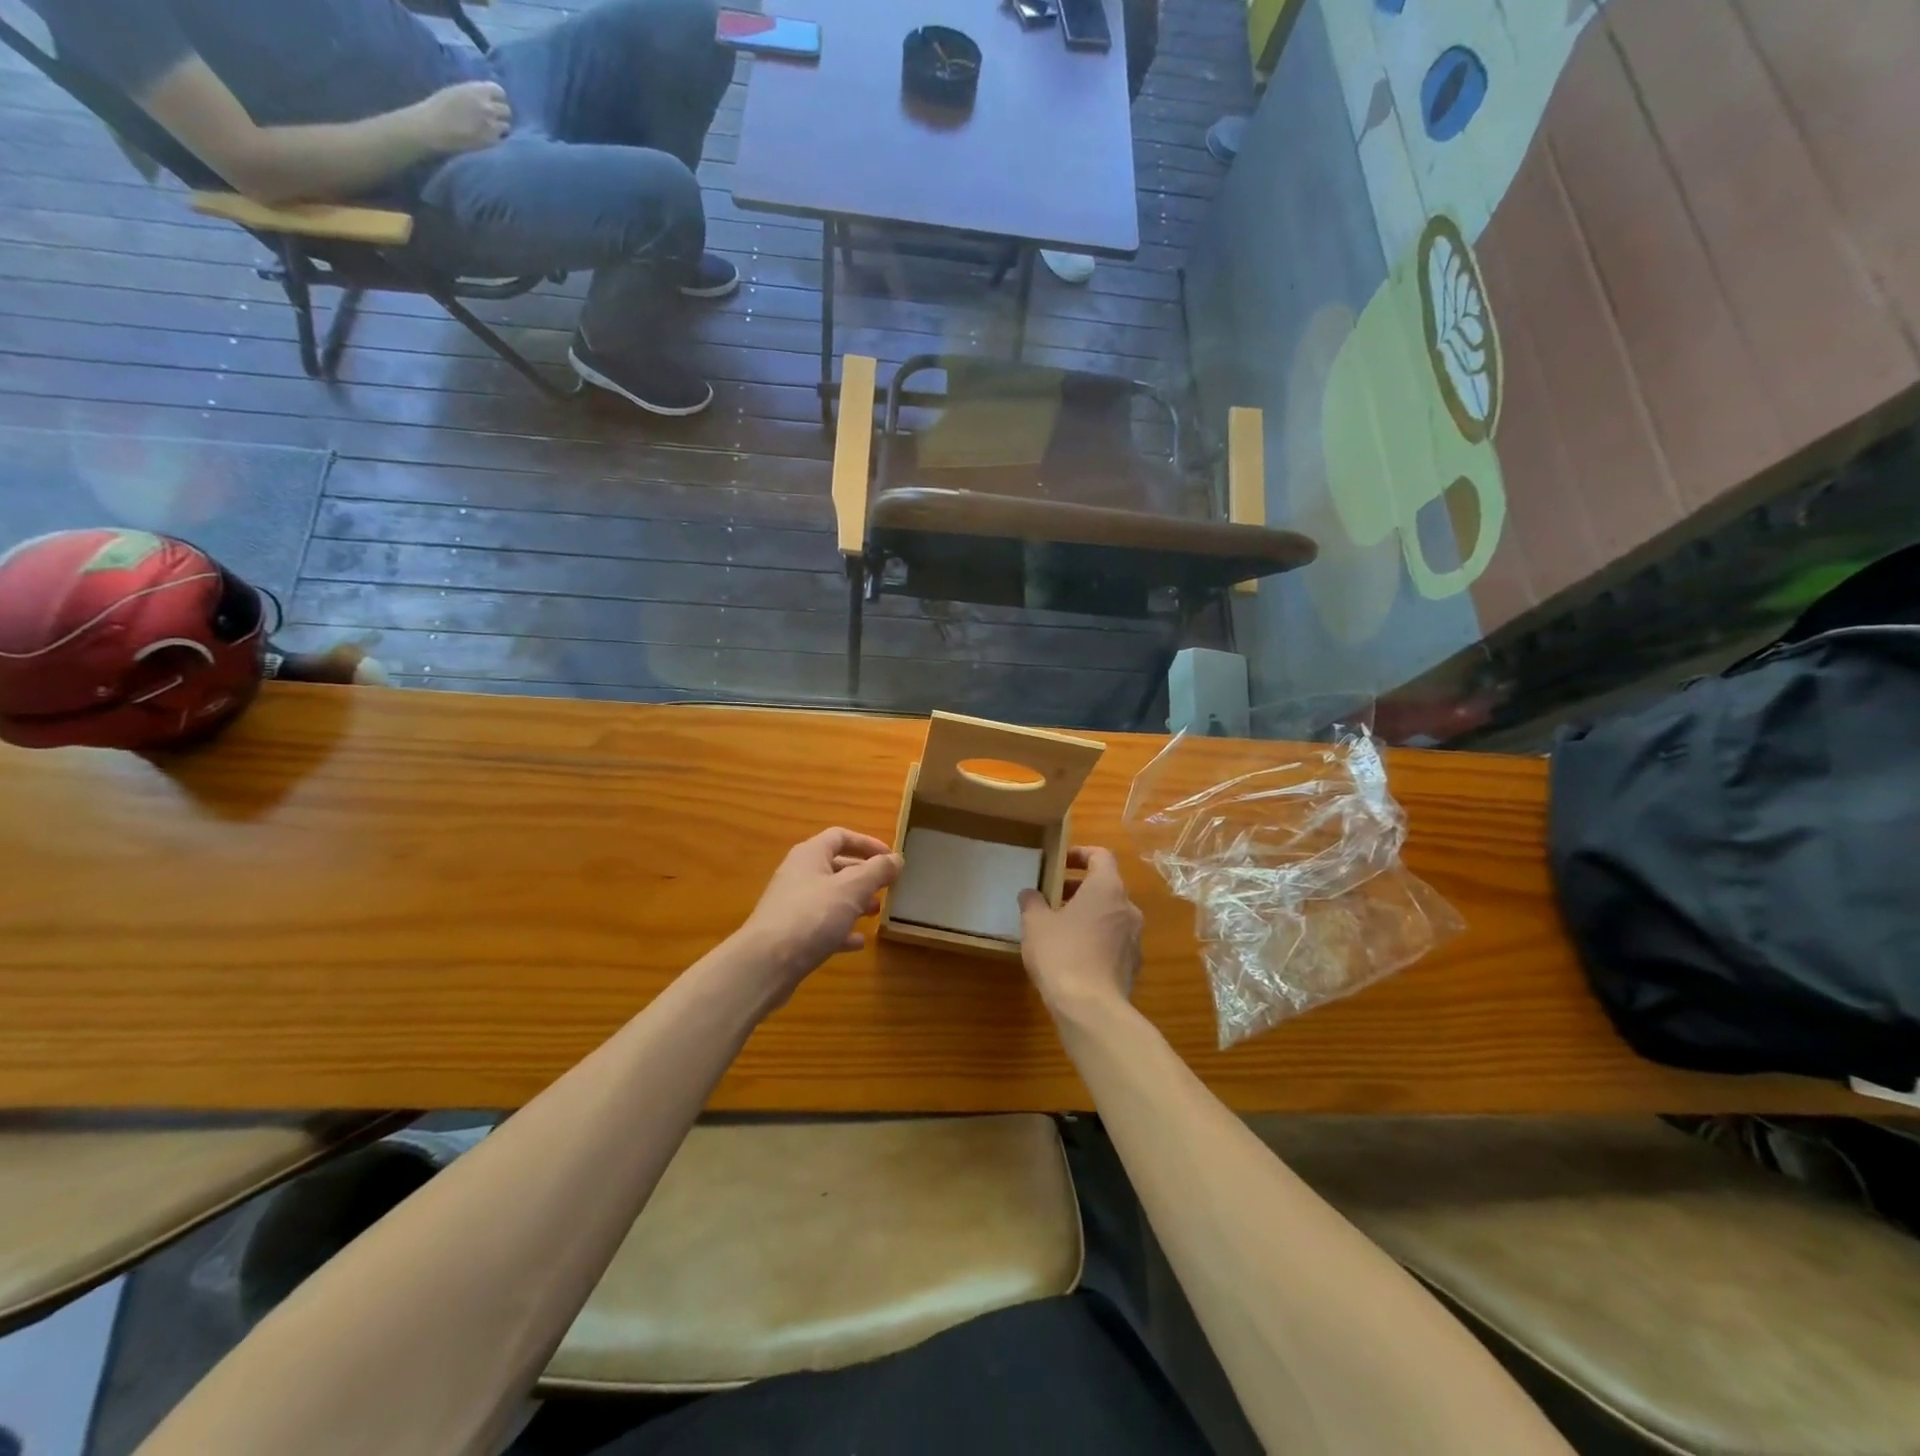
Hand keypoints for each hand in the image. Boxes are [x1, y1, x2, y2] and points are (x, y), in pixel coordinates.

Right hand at [413, 80, 510, 153]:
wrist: (435, 127)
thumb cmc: (439, 106)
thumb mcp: (457, 91)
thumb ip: (474, 94)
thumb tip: (485, 98)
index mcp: (477, 90)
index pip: (499, 91)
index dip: (498, 98)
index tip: (494, 102)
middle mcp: (488, 107)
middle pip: (506, 110)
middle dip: (502, 113)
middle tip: (495, 118)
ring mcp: (493, 126)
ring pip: (507, 126)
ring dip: (501, 127)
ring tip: (492, 129)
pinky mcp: (493, 142)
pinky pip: (503, 140)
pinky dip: (499, 139)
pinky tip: (490, 139)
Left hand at [735, 828, 902, 995]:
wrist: (766, 964)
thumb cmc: (812, 916)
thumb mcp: (852, 889)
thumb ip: (877, 871)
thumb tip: (897, 858)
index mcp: (810, 855)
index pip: (841, 836)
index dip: (867, 843)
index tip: (891, 858)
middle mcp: (799, 875)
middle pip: (836, 866)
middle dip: (864, 875)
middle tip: (887, 886)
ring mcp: (793, 905)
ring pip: (830, 897)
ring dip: (855, 902)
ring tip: (876, 912)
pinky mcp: (791, 934)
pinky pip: (822, 925)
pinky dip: (841, 929)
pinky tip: (858, 941)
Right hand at [1018, 847, 1142, 1018]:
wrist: (1091, 1009)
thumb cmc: (1062, 954)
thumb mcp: (1035, 924)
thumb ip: (1032, 902)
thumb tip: (1030, 893)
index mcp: (1107, 888)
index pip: (1101, 855)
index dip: (1080, 854)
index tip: (1060, 861)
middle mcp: (1128, 908)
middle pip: (1106, 886)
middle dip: (1078, 888)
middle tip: (1052, 897)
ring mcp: (1135, 938)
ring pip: (1110, 914)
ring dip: (1088, 914)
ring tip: (1059, 927)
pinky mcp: (1133, 964)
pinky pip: (1113, 940)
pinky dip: (1096, 938)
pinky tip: (1073, 955)